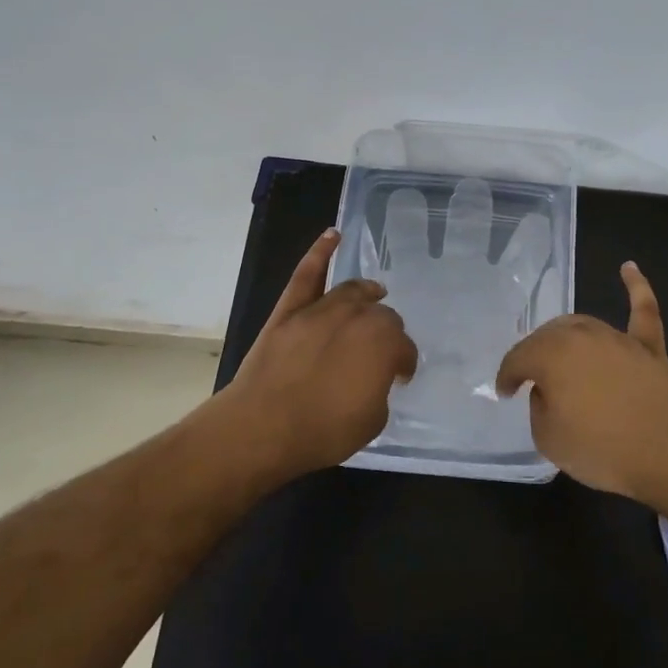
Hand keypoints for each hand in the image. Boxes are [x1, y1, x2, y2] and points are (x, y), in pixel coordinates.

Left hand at [225, 228, 417, 476]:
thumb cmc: (324, 430)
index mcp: (384, 343)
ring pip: (352, 292)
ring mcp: (321, 309)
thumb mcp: (373, 419)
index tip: (399, 378)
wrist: (263, 427)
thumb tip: (374, 376)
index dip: (404, 364)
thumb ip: (380, 388)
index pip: (405, 348)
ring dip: (367, 294)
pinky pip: (308, 274)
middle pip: (381, 316)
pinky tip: (332, 236)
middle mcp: (358, 317)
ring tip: (375, 294)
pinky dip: (320, 252)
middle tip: (380, 353)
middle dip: (386, 333)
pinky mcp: (290, 310)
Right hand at [495, 262, 667, 502]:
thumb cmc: (601, 449)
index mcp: (551, 355)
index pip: (519, 358)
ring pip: (583, 326)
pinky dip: (636, 287)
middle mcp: (581, 335)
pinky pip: (642, 309)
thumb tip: (549, 390)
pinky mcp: (649, 347)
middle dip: (535, 356)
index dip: (508, 376)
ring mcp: (618, 338)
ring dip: (567, 338)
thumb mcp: (548, 438)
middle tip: (532, 381)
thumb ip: (539, 407)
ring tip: (560, 356)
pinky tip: (628, 268)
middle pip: (548, 337)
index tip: (506, 393)